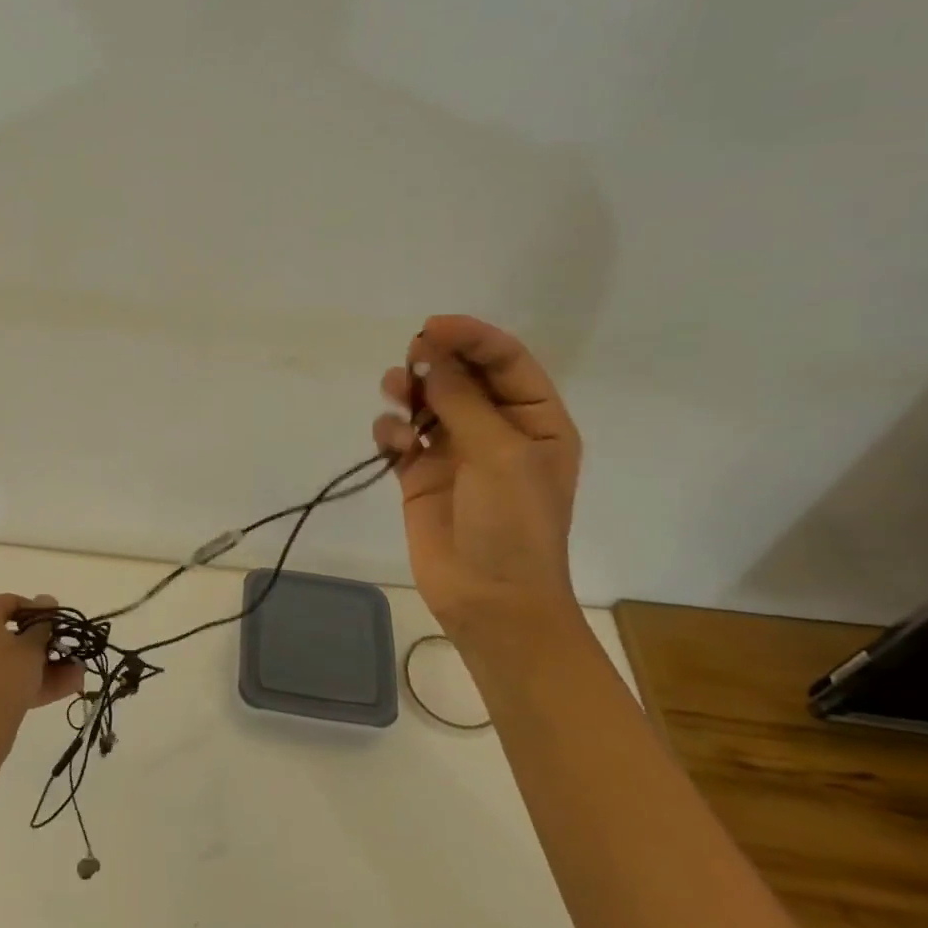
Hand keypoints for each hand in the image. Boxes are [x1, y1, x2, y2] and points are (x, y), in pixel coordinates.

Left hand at [0, 593, 85, 764]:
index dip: (35, 608)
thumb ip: (43, 624)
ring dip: (44, 665)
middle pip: (10, 633)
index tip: (56, 621)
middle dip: (44, 643)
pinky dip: (29, 681)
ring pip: (10, 660)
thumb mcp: (32, 648)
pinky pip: (4, 679)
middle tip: (67, 649)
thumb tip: (46, 599)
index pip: (8, 602)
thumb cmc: (5, 679)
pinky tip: (65, 687)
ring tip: (77, 673)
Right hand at [372, 315, 583, 638]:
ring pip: (427, 402)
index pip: (505, 361)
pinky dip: (393, 430)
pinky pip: (401, 437)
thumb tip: (432, 357)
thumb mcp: (499, 456)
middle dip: (436, 361)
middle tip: (412, 360)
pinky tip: (393, 442)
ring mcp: (456, 452)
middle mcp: (496, 430)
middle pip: (462, 375)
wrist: (490, 600)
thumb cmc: (513, 526)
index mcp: (535, 421)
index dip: (472, 337)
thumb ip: (464, 402)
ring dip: (409, 390)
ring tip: (396, 393)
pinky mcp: (420, 475)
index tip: (433, 327)